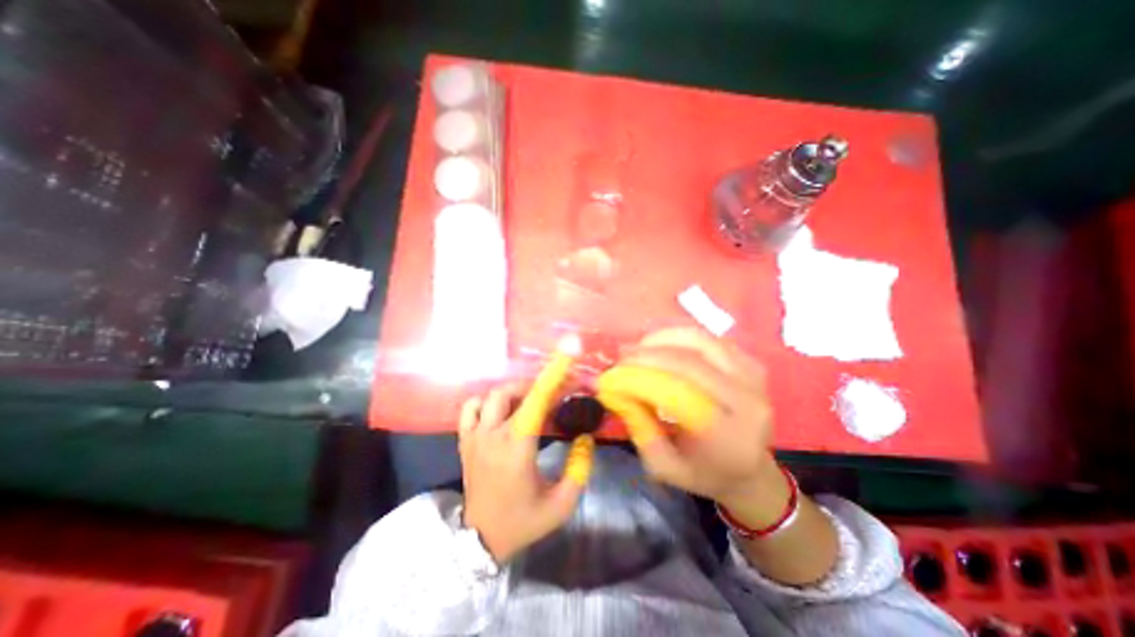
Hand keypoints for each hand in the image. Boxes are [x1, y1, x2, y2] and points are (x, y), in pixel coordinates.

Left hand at [457, 382, 590, 564]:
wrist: (480, 541)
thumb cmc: (523, 521)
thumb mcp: (561, 504)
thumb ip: (579, 468)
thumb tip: (585, 437)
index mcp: (518, 447)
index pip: (537, 400)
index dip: (554, 375)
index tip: (568, 356)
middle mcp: (493, 435)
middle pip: (514, 391)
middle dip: (538, 385)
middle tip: (554, 394)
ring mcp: (475, 436)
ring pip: (492, 395)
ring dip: (514, 392)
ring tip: (530, 402)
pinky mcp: (465, 441)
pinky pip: (470, 408)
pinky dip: (486, 402)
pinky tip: (499, 412)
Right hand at [596, 329, 792, 528]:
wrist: (750, 470)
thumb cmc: (704, 473)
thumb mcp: (663, 467)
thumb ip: (639, 429)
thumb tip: (615, 390)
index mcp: (729, 435)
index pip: (681, 392)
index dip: (644, 375)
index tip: (615, 372)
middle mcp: (748, 400)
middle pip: (690, 361)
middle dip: (648, 353)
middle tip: (622, 355)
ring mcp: (753, 377)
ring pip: (700, 340)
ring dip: (662, 339)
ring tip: (639, 348)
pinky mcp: (751, 363)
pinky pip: (709, 338)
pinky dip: (680, 337)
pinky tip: (661, 346)